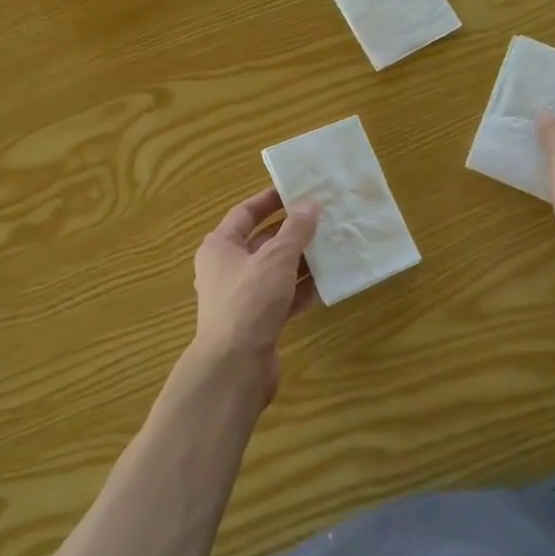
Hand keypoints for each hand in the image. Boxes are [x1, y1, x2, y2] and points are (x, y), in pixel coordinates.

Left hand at [185, 188, 319, 402]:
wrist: (235, 366)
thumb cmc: (249, 301)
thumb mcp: (276, 258)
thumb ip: (295, 230)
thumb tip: (310, 205)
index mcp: (220, 246)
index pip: (245, 213)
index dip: (271, 200)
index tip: (298, 190)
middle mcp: (227, 268)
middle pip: (263, 242)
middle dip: (293, 231)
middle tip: (325, 218)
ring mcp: (243, 297)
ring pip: (276, 271)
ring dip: (302, 260)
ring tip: (333, 246)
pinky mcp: (258, 321)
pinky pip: (283, 297)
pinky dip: (302, 290)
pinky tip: (328, 283)